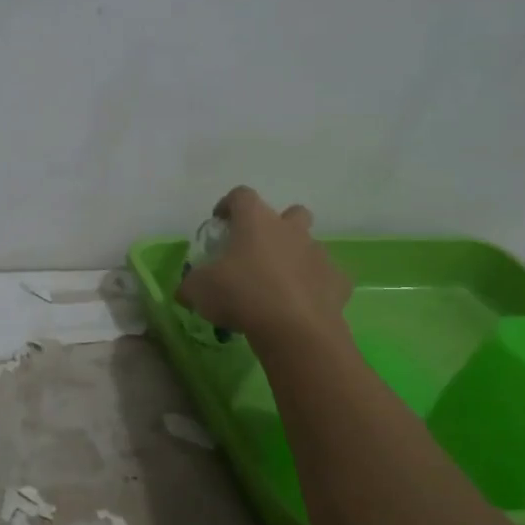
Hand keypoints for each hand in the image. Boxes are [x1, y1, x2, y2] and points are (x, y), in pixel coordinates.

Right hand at [177, 187, 351, 340]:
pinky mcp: (338, 281)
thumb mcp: (198, 290)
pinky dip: (315, 287)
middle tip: (257, 252)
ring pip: (310, 246)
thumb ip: (190, 284)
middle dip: (276, 227)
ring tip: (278, 285)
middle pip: (290, 213)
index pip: (241, 195)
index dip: (228, 205)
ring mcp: (318, 254)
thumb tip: (185, 289)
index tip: (219, 222)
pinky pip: (326, 278)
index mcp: (256, 221)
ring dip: (295, 258)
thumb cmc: (241, 295)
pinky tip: (301, 305)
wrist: (294, 328)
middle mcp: (291, 230)